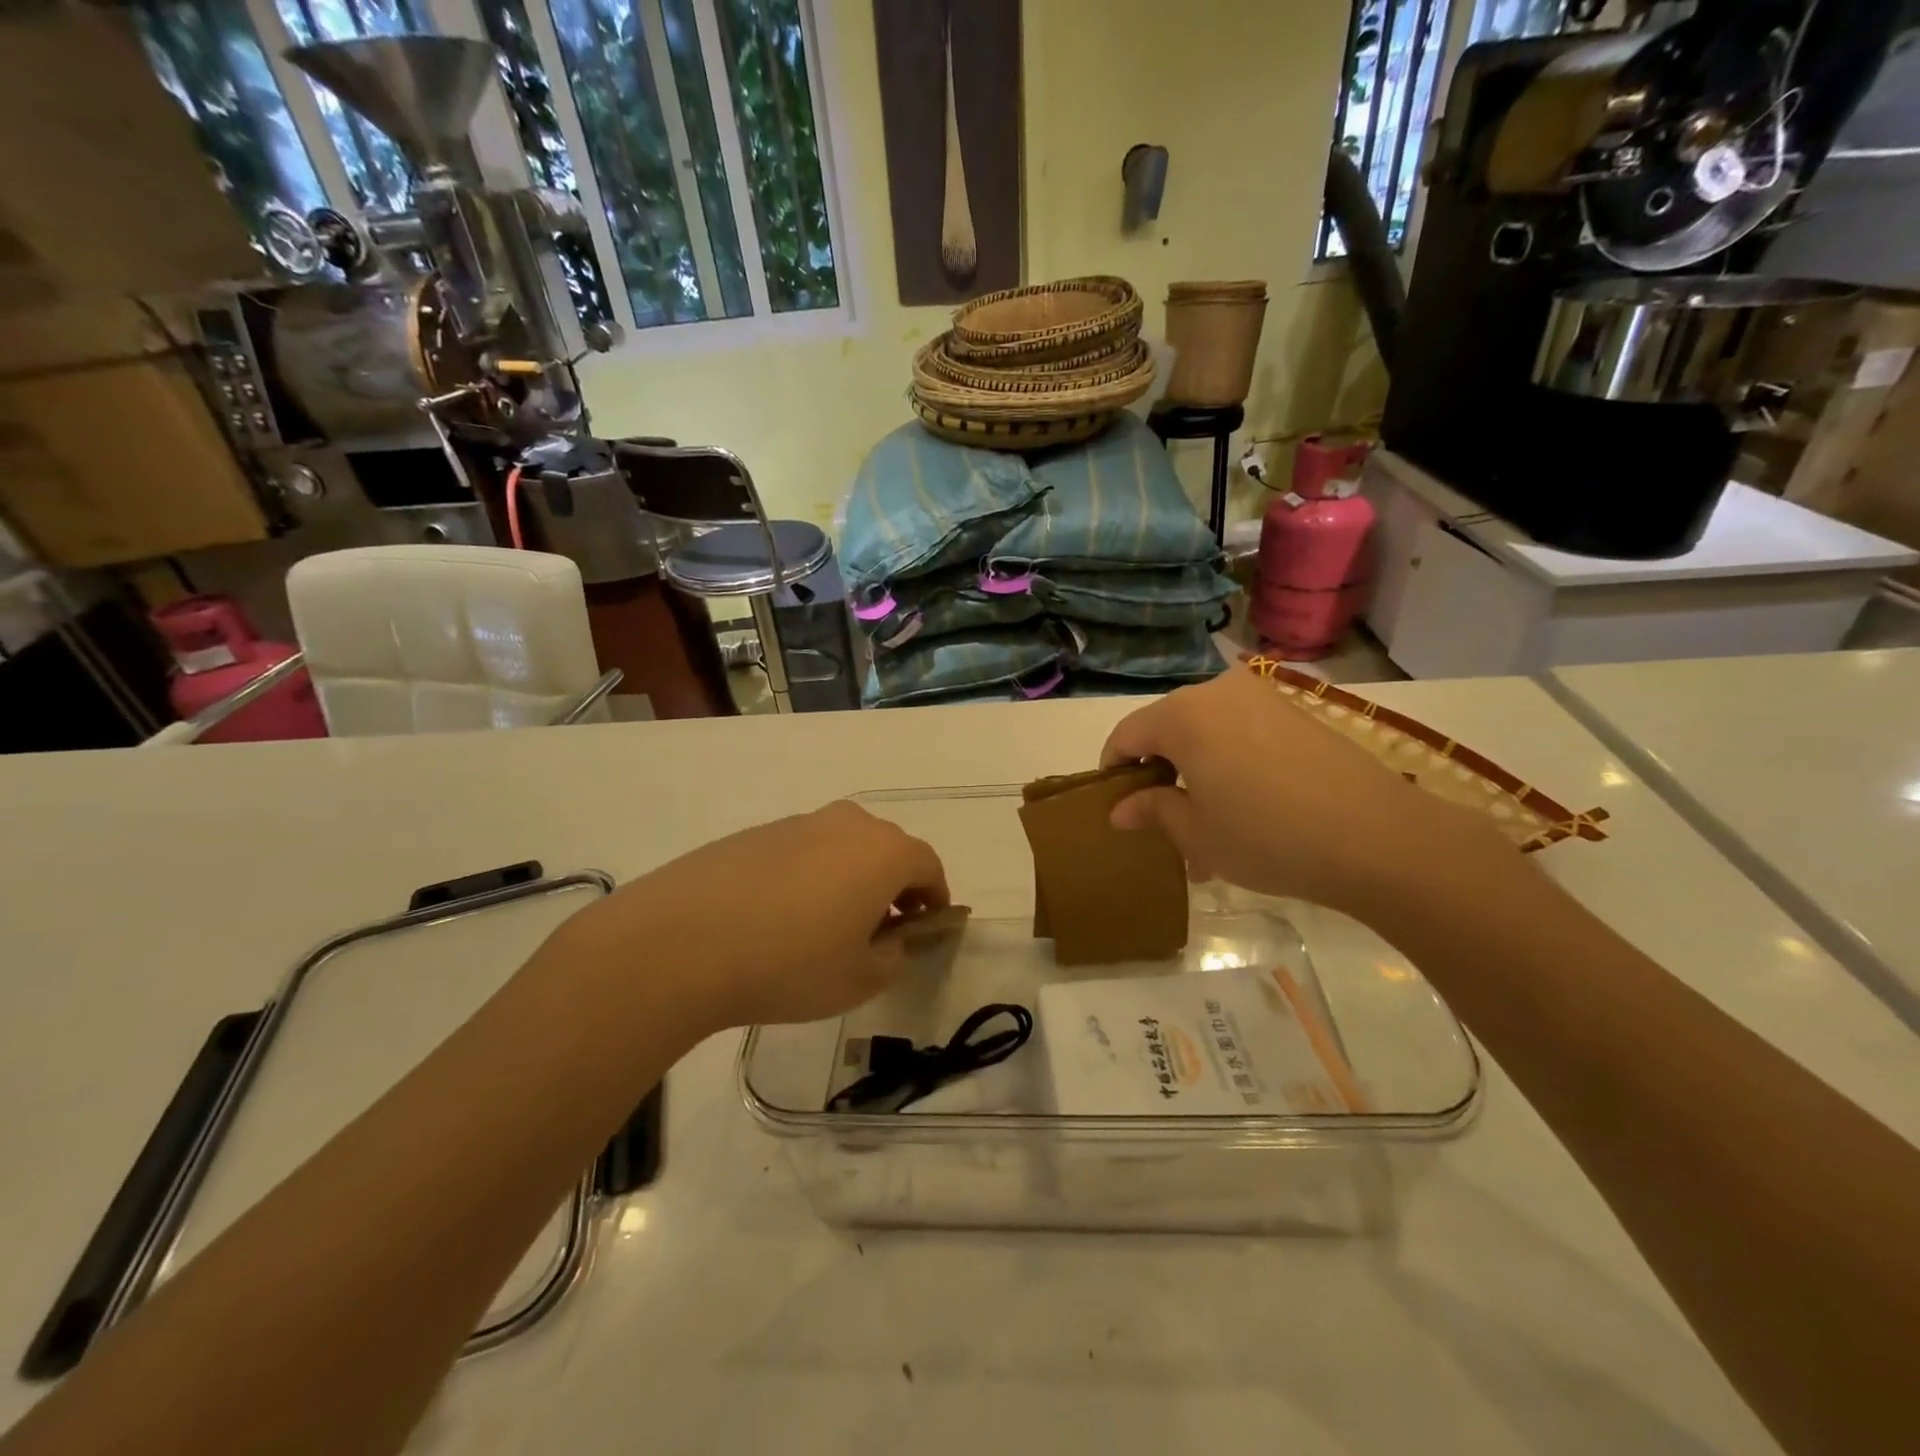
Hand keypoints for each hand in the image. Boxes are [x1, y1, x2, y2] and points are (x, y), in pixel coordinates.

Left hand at [562, 801, 949, 1036]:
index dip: (935, 898)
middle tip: (881, 929)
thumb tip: (891, 938)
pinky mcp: (756, 833)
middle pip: (887, 850)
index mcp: (883, 852)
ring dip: (851, 879)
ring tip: (828, 926)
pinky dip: (810, 876)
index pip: (928, 866)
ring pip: (843, 848)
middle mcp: (847, 824)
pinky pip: (802, 851)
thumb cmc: (789, 963)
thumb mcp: (860, 978)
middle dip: (894, 886)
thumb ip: (893, 955)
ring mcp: (798, 823)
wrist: (682, 941)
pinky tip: (782, 917)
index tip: (928, 926)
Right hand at [1101, 666, 1513, 918]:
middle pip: (1168, 728)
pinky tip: (1246, 808)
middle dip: (1159, 772)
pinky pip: (1244, 732)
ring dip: (1197, 771)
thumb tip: (1121, 808)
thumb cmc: (1266, 836)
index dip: (1114, 770)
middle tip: (1164, 820)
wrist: (1377, 837)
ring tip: (1208, 823)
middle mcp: (1218, 691)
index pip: (1127, 735)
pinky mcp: (1298, 712)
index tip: (1115, 805)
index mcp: (1182, 715)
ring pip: (1208, 731)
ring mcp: (1263, 698)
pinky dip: (1231, 763)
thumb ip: (1152, 810)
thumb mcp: (1196, 834)